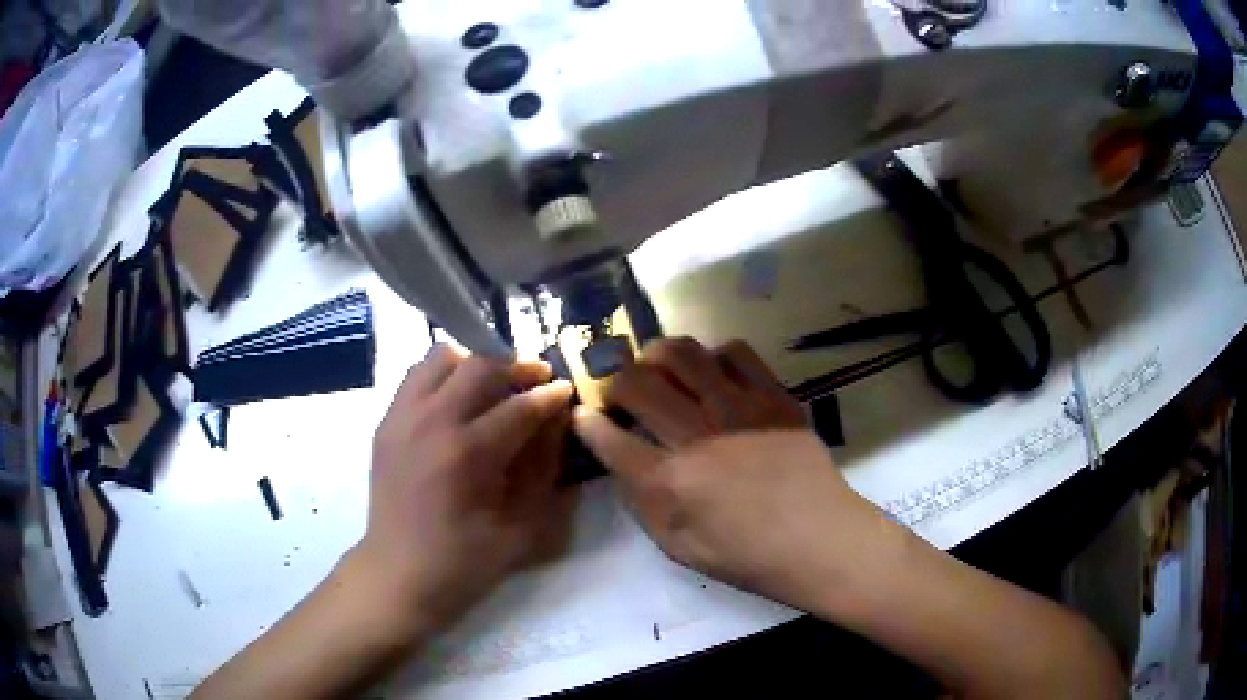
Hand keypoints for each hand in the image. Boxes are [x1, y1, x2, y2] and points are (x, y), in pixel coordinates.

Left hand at [355, 344, 574, 635]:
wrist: (400, 571)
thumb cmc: (466, 559)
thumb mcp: (523, 526)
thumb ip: (544, 468)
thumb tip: (556, 421)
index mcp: (467, 453)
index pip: (520, 405)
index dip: (550, 394)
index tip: (566, 389)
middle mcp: (431, 421)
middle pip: (479, 364)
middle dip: (516, 365)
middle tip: (536, 378)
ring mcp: (402, 416)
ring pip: (441, 356)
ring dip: (473, 362)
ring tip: (491, 384)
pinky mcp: (386, 421)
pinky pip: (416, 374)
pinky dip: (442, 375)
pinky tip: (456, 401)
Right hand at [574, 338, 889, 608]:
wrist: (818, 539)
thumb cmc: (746, 555)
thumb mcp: (678, 546)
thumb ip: (642, 502)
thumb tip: (622, 461)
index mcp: (669, 482)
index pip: (608, 438)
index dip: (586, 423)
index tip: (583, 415)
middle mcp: (697, 436)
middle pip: (636, 382)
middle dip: (614, 380)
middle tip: (620, 392)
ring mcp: (738, 409)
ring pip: (681, 353)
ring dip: (657, 355)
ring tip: (659, 369)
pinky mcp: (773, 396)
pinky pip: (735, 352)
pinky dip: (713, 356)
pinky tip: (714, 375)